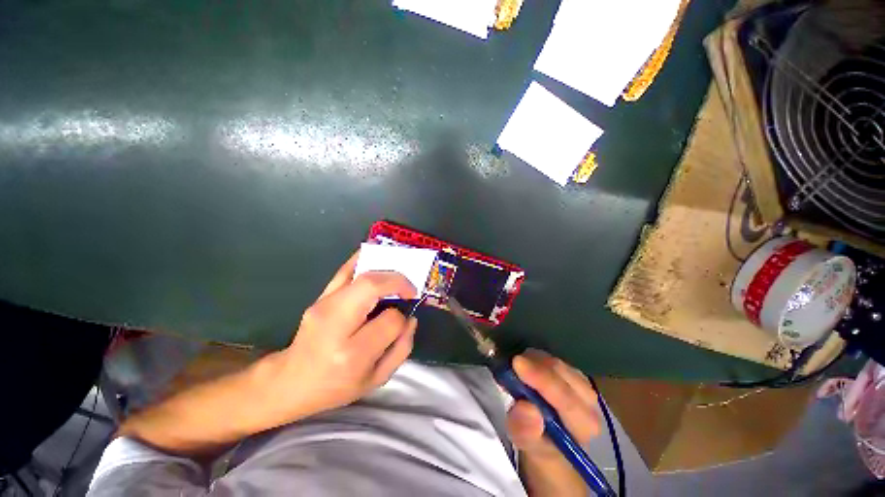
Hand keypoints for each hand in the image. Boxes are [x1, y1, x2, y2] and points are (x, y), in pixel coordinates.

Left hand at [261, 251, 418, 424]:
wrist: (291, 381)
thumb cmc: (336, 387)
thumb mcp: (376, 379)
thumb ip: (401, 348)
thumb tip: (410, 318)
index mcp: (353, 353)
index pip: (389, 321)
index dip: (402, 318)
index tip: (403, 320)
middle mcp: (335, 324)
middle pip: (371, 287)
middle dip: (397, 281)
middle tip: (409, 289)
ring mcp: (323, 306)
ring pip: (360, 276)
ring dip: (385, 271)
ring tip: (399, 276)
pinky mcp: (319, 297)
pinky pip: (343, 272)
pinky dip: (361, 259)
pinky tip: (374, 253)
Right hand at [507, 350, 599, 476]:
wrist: (550, 441)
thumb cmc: (539, 444)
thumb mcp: (527, 444)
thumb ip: (526, 431)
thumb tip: (526, 408)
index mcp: (584, 424)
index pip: (565, 397)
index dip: (540, 378)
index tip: (516, 363)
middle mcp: (589, 401)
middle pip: (560, 372)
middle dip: (533, 364)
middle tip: (509, 366)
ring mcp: (583, 384)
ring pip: (555, 361)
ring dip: (533, 360)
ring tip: (516, 369)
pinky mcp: (573, 373)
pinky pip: (552, 358)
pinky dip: (535, 358)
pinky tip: (526, 366)